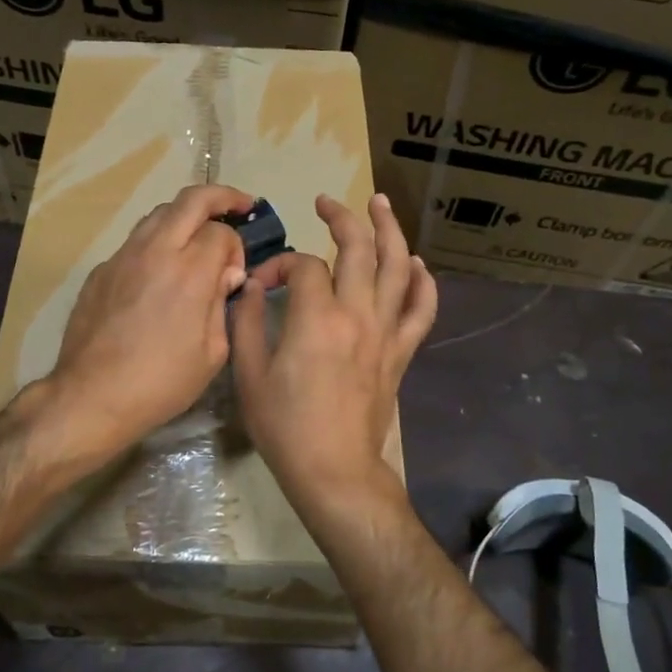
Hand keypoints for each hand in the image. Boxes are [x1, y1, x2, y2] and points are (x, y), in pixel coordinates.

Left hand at [44, 183, 251, 461]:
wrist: (92, 396)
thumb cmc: (161, 382)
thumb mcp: (212, 352)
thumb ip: (222, 303)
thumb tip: (226, 274)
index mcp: (190, 271)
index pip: (221, 232)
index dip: (236, 247)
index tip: (235, 274)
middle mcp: (156, 250)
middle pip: (191, 200)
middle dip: (220, 197)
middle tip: (239, 205)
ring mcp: (123, 256)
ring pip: (159, 214)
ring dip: (185, 215)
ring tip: (198, 234)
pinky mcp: (101, 270)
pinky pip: (136, 242)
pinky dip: (157, 243)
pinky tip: (160, 271)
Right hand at [232, 193, 436, 509]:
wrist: (334, 470)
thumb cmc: (285, 426)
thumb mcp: (249, 374)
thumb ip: (248, 322)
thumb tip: (253, 286)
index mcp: (317, 318)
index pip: (302, 266)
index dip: (280, 264)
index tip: (263, 283)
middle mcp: (357, 314)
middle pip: (358, 248)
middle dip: (341, 217)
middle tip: (325, 202)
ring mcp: (385, 332)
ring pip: (398, 267)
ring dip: (389, 230)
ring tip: (378, 204)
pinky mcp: (401, 352)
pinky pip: (421, 309)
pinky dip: (423, 282)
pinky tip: (416, 264)